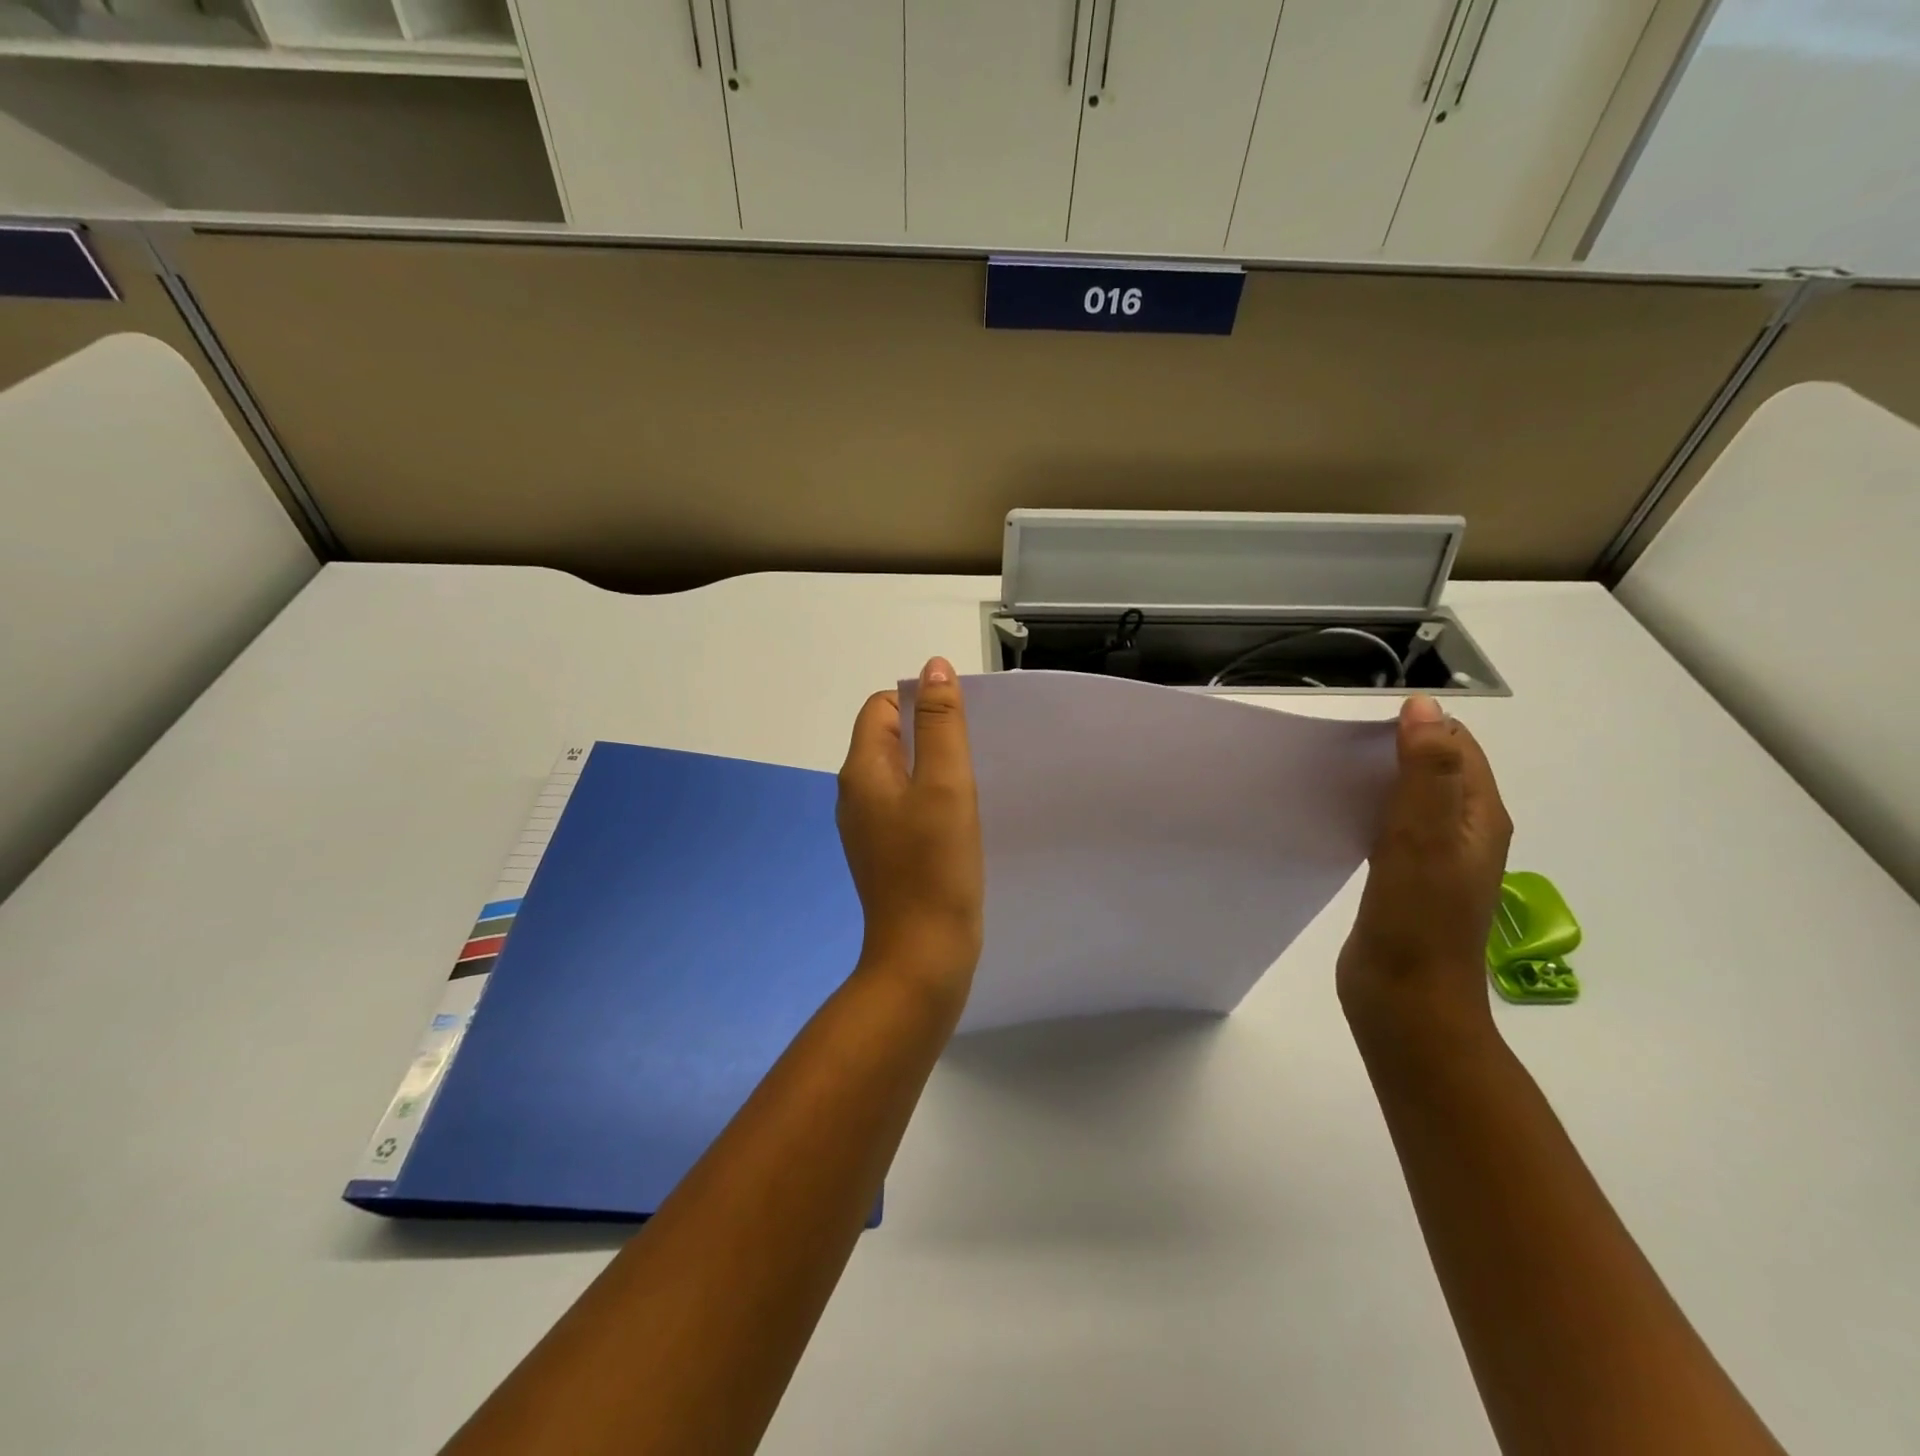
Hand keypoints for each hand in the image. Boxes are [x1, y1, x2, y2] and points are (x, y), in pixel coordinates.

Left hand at [836, 657, 984, 996]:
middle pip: (889, 739)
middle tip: (973, 755)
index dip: (919, 703)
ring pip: (901, 775)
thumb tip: (934, 667)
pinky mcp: (886, 854)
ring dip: (934, 770)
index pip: (881, 708)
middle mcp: (855, 795)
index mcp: (861, 771)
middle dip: (930, 735)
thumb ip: (940, 723)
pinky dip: (932, 801)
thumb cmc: (936, 865)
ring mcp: (868, 828)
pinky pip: (907, 807)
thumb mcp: (945, 784)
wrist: (923, 956)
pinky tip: (959, 821)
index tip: (961, 725)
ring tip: (971, 787)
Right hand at [1337, 694, 1512, 1039]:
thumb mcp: (1423, 837)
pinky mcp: (1406, 882)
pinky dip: (1368, 813)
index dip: (1418, 728)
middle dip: (1394, 752)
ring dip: (1378, 783)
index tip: (1363, 731)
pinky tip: (1337, 820)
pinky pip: (1390, 830)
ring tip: (1332, 779)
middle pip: (1435, 772)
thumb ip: (1427, 771)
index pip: (1458, 748)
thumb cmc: (1417, 919)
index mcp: (1479, 818)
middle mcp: (1464, 834)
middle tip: (1339, 752)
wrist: (1407, 1001)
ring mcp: (1436, 862)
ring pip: (1410, 801)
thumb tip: (1424, 707)